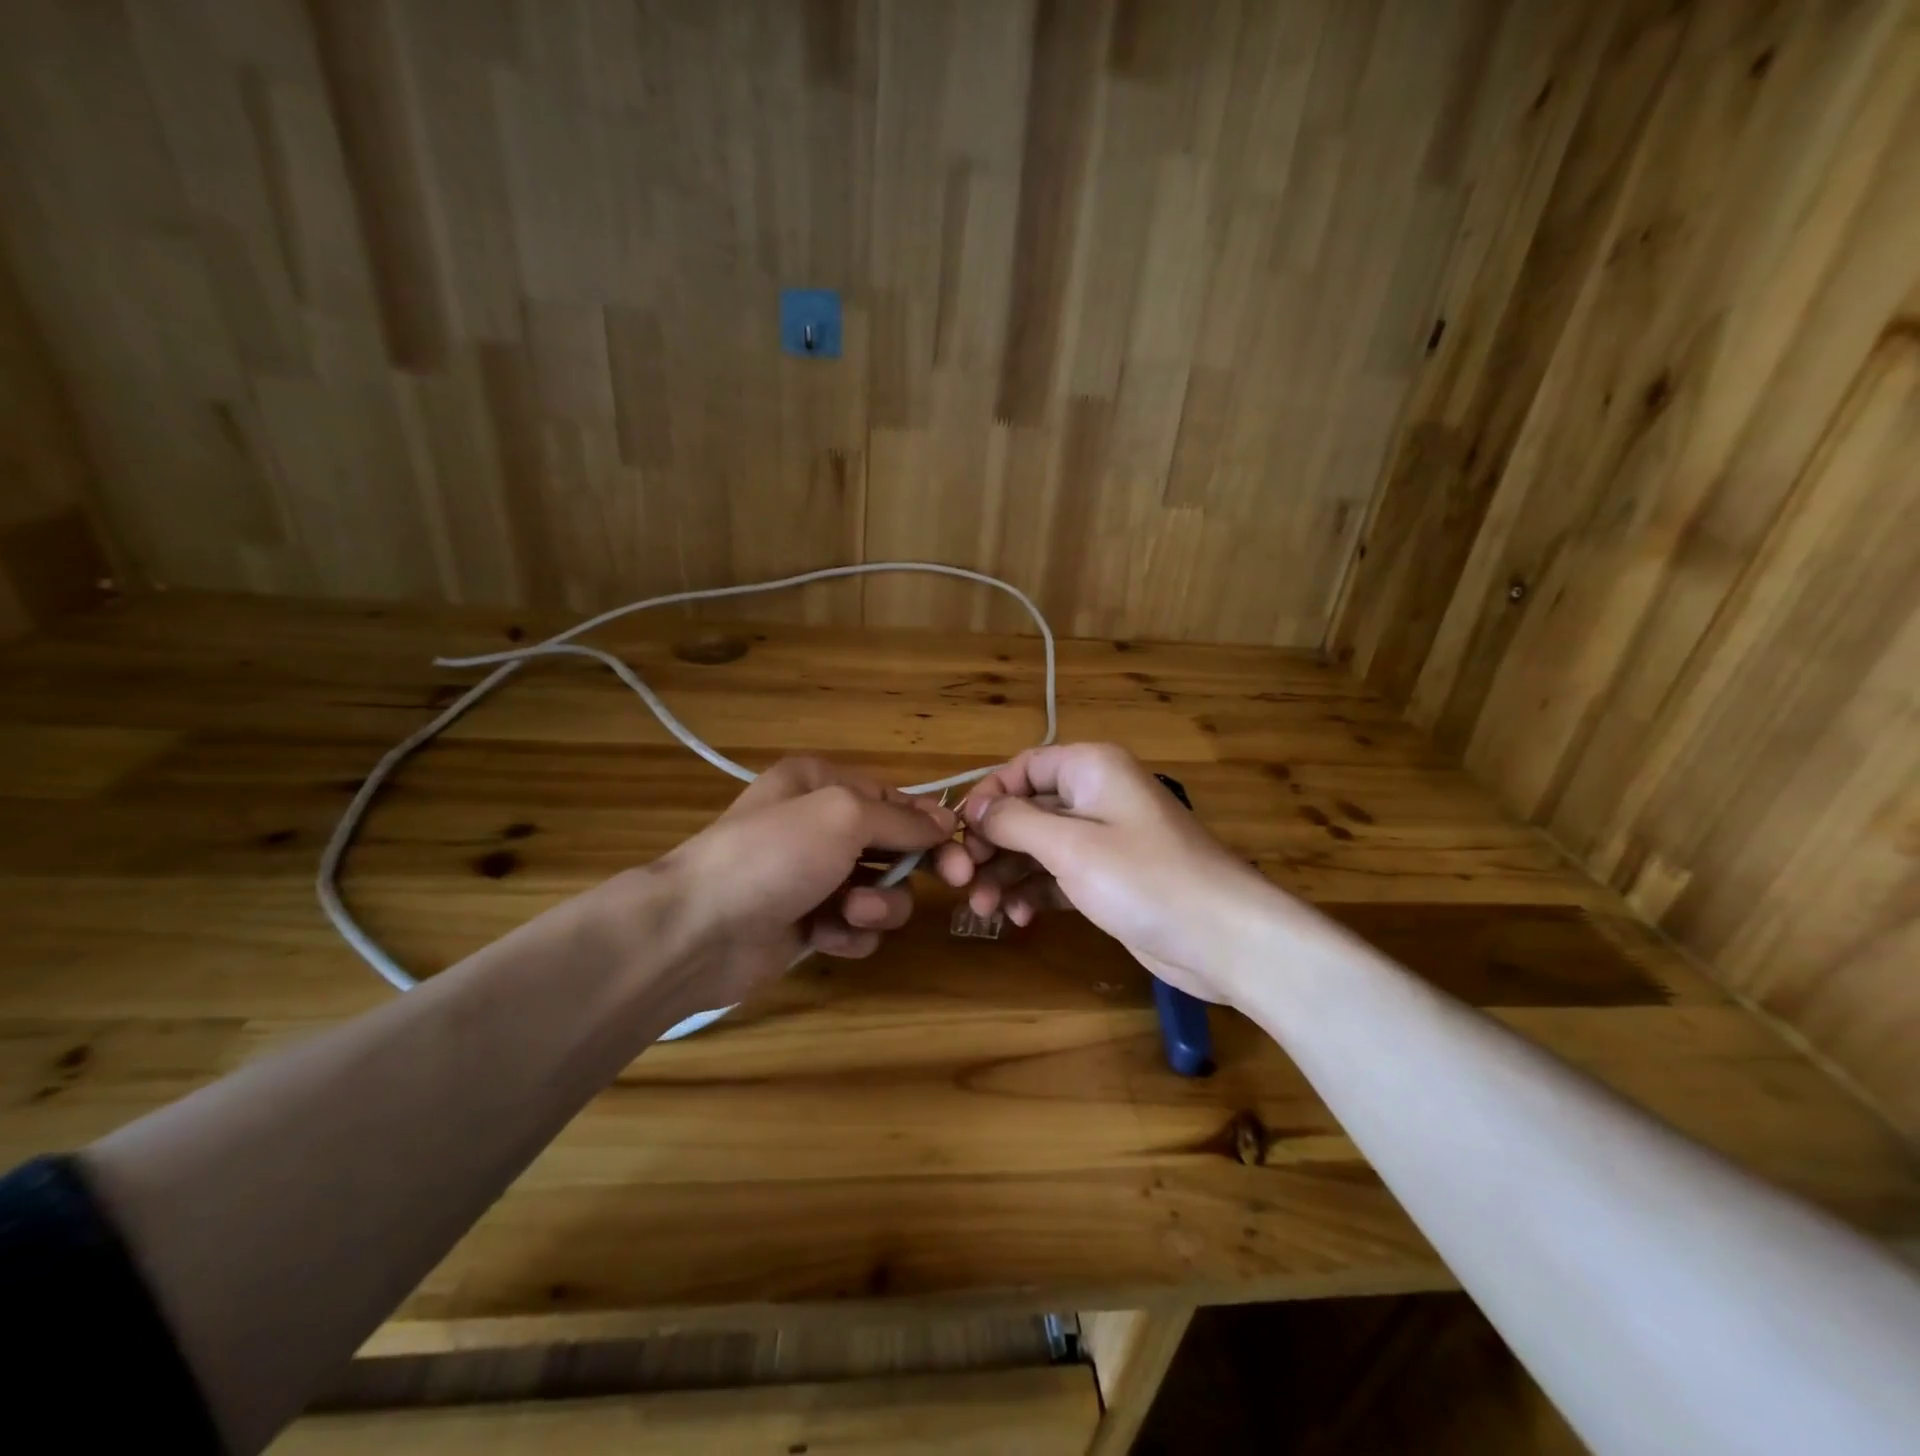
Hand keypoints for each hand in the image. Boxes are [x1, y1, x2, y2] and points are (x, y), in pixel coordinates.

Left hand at [616, 758, 955, 1021]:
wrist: (698, 930)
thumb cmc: (774, 855)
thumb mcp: (843, 816)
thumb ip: (900, 819)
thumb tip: (945, 821)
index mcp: (821, 784)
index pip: (895, 799)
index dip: (931, 824)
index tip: (964, 851)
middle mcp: (819, 826)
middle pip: (894, 845)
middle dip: (914, 867)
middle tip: (955, 882)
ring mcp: (813, 877)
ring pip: (881, 890)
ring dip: (877, 905)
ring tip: (849, 913)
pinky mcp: (809, 924)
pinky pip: (856, 926)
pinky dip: (849, 933)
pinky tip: (826, 936)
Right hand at [933, 743, 1280, 1005]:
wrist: (1223, 938)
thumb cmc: (1144, 878)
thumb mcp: (1071, 846)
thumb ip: (1015, 822)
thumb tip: (973, 808)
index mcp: (1090, 769)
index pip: (1023, 767)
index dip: (987, 796)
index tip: (957, 833)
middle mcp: (1095, 796)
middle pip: (1026, 810)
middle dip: (992, 845)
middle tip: (963, 882)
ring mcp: (1103, 840)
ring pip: (1038, 847)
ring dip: (1007, 874)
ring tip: (983, 909)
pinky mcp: (1108, 879)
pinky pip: (1057, 876)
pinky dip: (1034, 892)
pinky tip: (1019, 918)